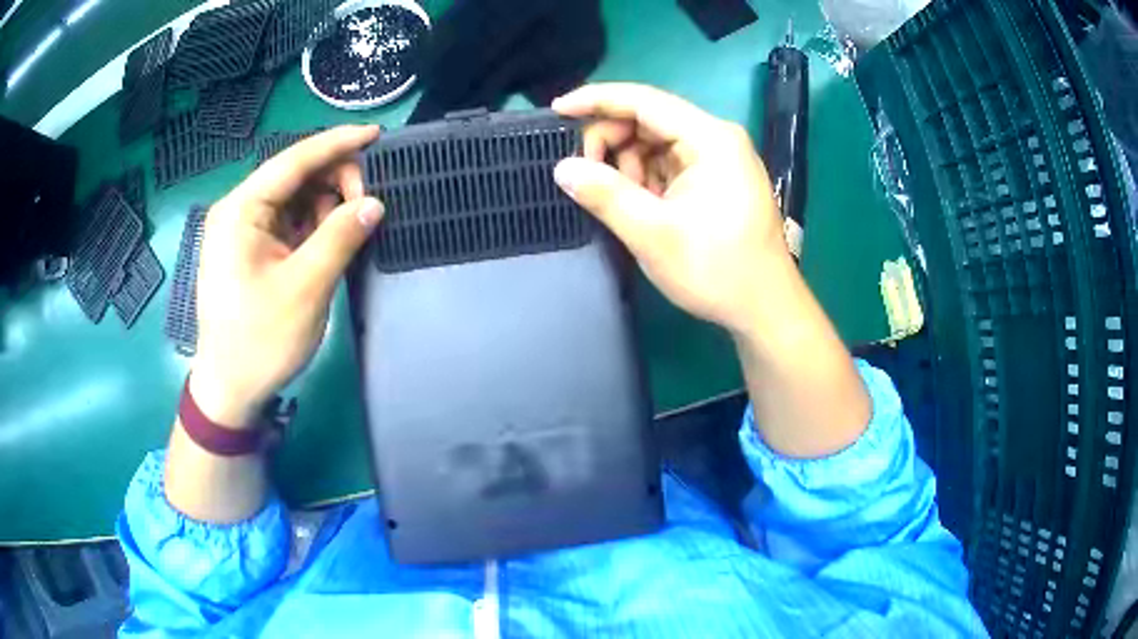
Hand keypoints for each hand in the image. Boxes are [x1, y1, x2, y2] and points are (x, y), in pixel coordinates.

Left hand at [190, 125, 383, 428]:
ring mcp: (244, 231)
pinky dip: (315, 226)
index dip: (336, 143)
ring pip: (295, 199)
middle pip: (295, 176)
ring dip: (327, 206)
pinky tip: (332, 240)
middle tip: (366, 209)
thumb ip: (340, 237)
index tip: (376, 133)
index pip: (293, 160)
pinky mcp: (253, 251)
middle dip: (334, 182)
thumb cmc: (260, 340)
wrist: (231, 388)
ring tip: (350, 231)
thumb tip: (374, 204)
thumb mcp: (305, 288)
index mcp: (241, 210)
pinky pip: (290, 223)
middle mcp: (239, 211)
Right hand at [552, 83, 790, 335]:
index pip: (644, 100)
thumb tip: (562, 168)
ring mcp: (718, 158)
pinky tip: (642, 207)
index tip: (556, 110)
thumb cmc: (717, 271)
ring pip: (655, 143)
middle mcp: (716, 138)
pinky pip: (668, 164)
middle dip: (612, 143)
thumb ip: (605, 195)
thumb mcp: (654, 234)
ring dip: (628, 167)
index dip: (596, 100)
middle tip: (588, 179)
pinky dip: (646, 180)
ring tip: (625, 205)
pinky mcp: (715, 179)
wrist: (765, 309)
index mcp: (710, 138)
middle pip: (648, 120)